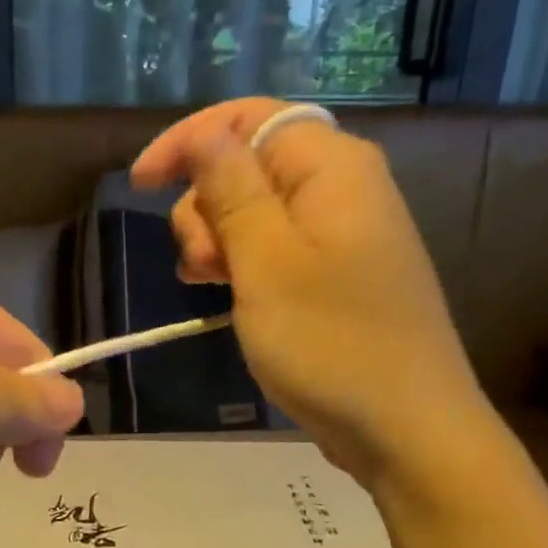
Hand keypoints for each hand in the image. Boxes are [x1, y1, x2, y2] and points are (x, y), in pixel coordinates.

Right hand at [131, 97, 486, 483]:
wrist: (406, 429)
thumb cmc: (331, 342)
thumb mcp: (266, 260)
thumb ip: (232, 188)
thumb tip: (206, 132)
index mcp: (332, 167)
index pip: (249, 118)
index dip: (189, 141)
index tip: (141, 184)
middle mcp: (341, 188)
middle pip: (248, 164)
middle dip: (205, 204)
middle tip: (200, 264)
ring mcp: (341, 234)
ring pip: (255, 210)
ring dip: (218, 239)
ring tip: (210, 286)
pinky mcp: (335, 274)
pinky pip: (274, 247)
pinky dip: (241, 263)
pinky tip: (226, 294)